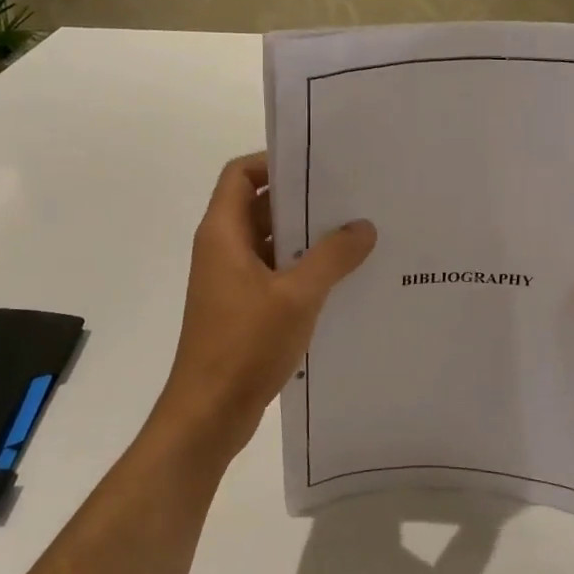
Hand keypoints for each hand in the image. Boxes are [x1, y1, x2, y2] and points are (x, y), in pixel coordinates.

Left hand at [155, 153, 375, 461]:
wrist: (209, 412)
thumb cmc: (245, 344)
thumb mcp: (297, 295)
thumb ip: (332, 257)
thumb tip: (364, 226)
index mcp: (223, 234)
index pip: (241, 175)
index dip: (274, 161)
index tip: (318, 164)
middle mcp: (223, 250)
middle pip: (260, 207)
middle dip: (302, 200)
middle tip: (351, 196)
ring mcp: (233, 282)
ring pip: (271, 244)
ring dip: (306, 239)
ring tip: (356, 234)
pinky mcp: (244, 309)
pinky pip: (275, 275)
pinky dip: (303, 271)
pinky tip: (342, 279)